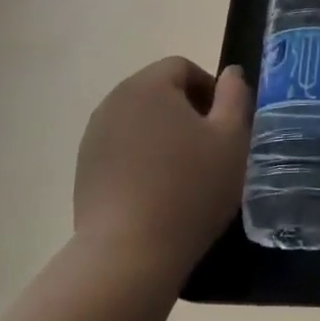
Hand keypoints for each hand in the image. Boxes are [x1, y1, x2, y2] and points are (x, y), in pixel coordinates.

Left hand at [74, 57, 252, 278]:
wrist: (128, 253)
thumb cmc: (191, 188)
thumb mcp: (232, 138)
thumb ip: (235, 96)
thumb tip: (231, 73)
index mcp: (149, 85)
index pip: (183, 67)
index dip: (210, 89)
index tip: (225, 125)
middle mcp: (115, 101)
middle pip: (158, 91)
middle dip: (187, 111)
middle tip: (210, 148)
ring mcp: (94, 135)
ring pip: (140, 120)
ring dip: (164, 134)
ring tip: (184, 172)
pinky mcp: (85, 168)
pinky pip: (122, 147)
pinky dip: (142, 157)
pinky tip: (158, 191)